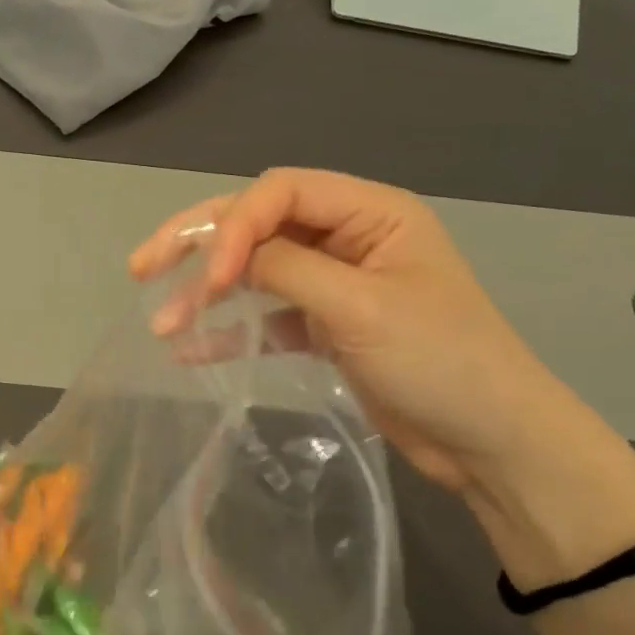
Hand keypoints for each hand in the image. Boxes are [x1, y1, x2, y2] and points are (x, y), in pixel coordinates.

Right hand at [130, 169, 634, 585]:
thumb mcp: (362, 308)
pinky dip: (232, 330)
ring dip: (209, 293)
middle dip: (200, 245)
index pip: (281, 192)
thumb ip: (289, 268)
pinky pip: (269, 316)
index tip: (209, 279)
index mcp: (371, 211)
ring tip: (163, 323)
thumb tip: (227, 255)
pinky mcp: (327, 326)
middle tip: (142, 268)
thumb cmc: (441, 362)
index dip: (234, 225)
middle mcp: (349, 236)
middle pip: (259, 224)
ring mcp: (336, 282)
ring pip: (256, 270)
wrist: (492, 442)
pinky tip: (191, 350)